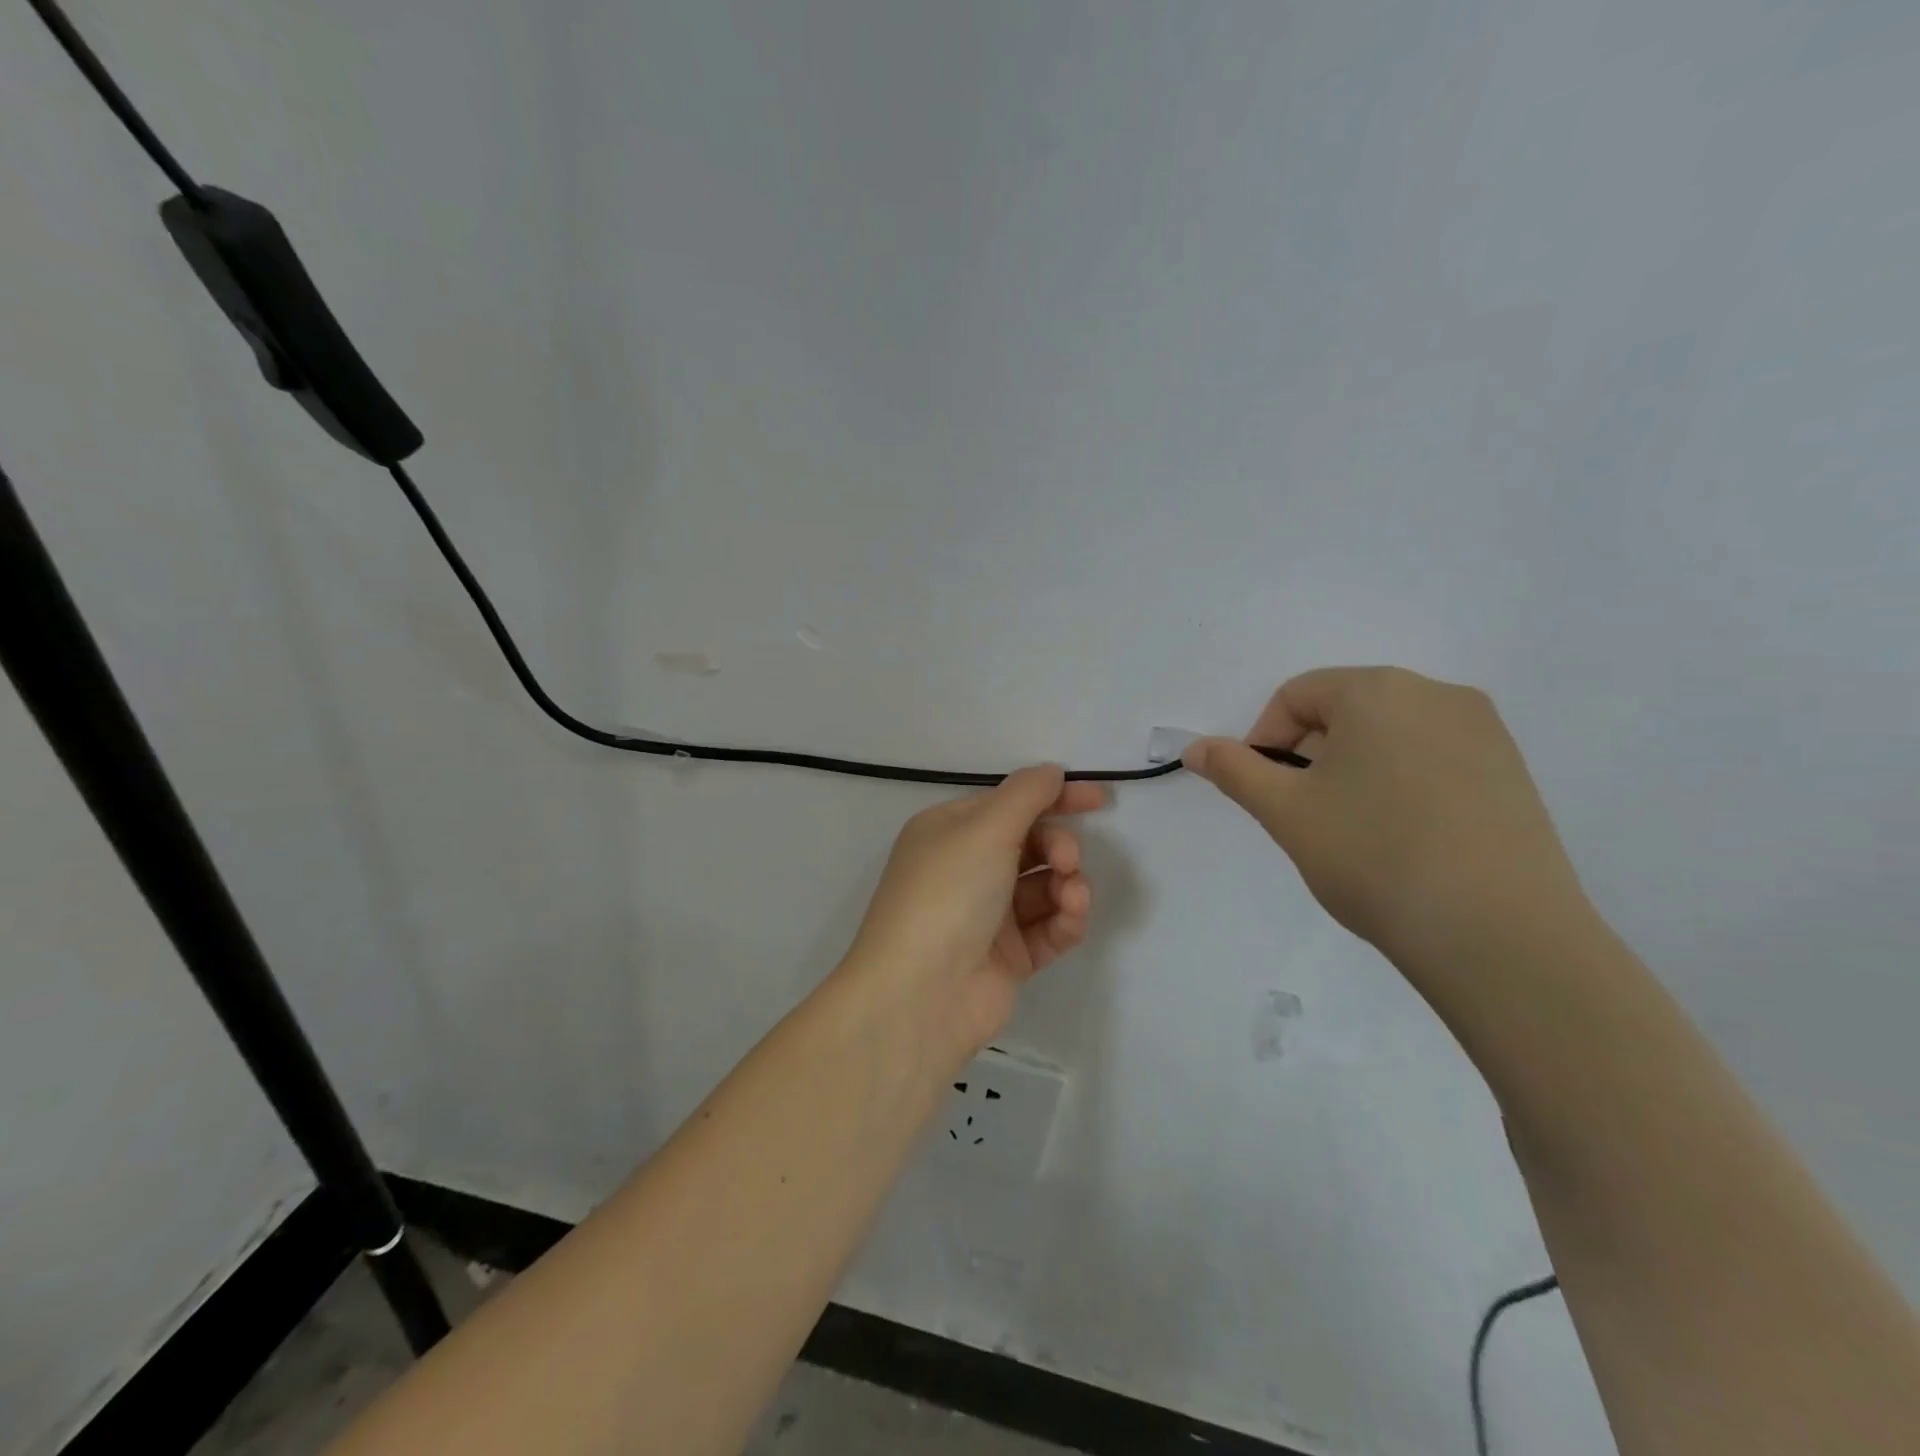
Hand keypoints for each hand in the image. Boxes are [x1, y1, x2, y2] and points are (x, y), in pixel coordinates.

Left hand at [843, 766, 1102, 1067]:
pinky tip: (1070, 916)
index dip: (1055, 798)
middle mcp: (967, 869)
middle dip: (1059, 846)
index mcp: (951, 832)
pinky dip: (1065, 919)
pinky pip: (1049, 928)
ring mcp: (988, 915)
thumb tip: (1051, 772)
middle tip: (1066, 860)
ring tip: (1070, 894)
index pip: (1010, 804)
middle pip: (1031, 844)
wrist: (920, 995)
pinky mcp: (1009, 956)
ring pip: (1045, 886)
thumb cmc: (947, 896)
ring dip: (1067, 884)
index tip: (1100, 799)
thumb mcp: (984, 830)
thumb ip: (1026, 795)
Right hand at [1185, 667, 1586, 967]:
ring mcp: (1484, 733)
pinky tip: (1402, 839)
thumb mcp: (1286, 811)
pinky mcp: (1512, 773)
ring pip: (1389, 737)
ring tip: (1352, 831)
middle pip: (1345, 710)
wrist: (1498, 935)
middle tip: (1303, 815)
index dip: (1264, 740)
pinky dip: (1400, 785)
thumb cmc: (1373, 855)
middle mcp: (1437, 694)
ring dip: (1352, 771)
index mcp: (1379, 690)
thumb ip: (1234, 770)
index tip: (1266, 793)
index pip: (1297, 696)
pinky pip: (1433, 760)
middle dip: (1309, 755)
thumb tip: (1195, 748)